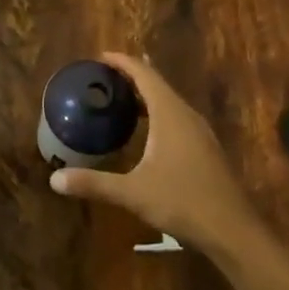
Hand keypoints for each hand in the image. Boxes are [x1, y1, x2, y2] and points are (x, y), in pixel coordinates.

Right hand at [48, 52, 259, 252]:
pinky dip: (157, 113)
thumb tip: (54, 179)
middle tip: (104, 78)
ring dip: (146, 96)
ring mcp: (200, 132)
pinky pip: (177, 118)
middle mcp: (186, 115)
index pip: (144, 74)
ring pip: (169, 102)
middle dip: (131, 76)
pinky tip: (147, 133)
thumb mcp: (133, 193)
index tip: (100, 57)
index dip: (122, 62)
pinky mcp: (205, 149)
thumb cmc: (183, 202)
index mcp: (170, 113)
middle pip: (157, 84)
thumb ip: (94, 183)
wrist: (234, 231)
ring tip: (121, 99)